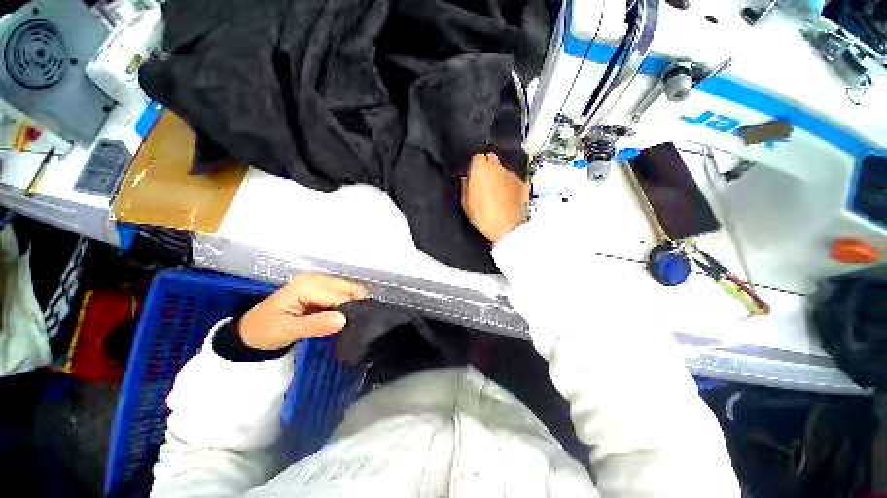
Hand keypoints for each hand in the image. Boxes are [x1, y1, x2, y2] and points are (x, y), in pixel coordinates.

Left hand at [239, 274, 365, 350]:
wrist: (248, 332)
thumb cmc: (264, 331)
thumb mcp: (286, 331)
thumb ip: (315, 325)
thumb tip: (344, 320)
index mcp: (307, 285)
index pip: (340, 295)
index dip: (349, 310)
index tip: (355, 327)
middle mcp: (316, 279)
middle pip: (348, 288)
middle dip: (355, 305)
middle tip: (353, 326)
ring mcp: (318, 282)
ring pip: (348, 290)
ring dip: (352, 304)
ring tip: (348, 323)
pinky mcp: (320, 288)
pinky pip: (342, 294)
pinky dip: (346, 304)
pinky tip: (341, 317)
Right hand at [461, 152, 528, 242]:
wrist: (508, 228)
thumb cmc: (483, 216)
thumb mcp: (466, 204)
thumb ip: (465, 187)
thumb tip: (466, 179)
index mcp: (480, 169)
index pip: (476, 157)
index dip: (475, 167)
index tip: (474, 176)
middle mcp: (497, 167)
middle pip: (491, 159)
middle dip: (488, 168)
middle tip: (485, 184)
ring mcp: (512, 174)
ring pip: (503, 170)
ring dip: (499, 177)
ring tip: (497, 194)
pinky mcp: (523, 182)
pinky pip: (513, 180)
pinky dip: (510, 185)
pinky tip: (507, 198)